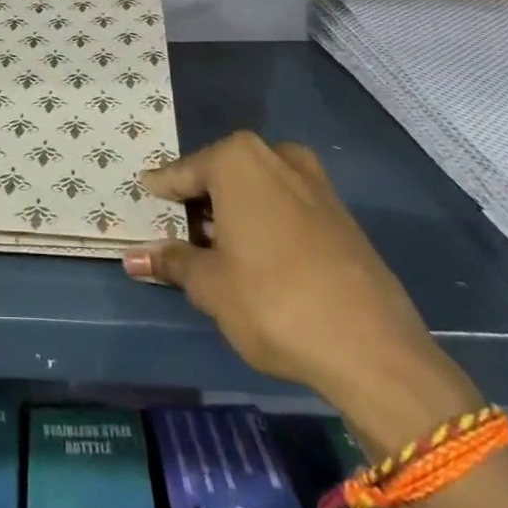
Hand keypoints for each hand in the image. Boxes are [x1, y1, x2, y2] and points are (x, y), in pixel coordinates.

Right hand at [122, 132, 481, 453]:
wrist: (373, 349)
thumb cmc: (272, 302)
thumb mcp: (209, 285)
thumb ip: (172, 262)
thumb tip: (133, 257)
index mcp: (237, 160)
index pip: (182, 173)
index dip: (161, 193)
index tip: (143, 202)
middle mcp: (275, 157)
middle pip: (221, 174)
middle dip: (200, 201)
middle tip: (181, 233)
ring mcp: (315, 183)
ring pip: (257, 187)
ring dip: (235, 210)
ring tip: (219, 249)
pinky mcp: (341, 214)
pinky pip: (287, 204)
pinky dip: (266, 221)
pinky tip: (261, 258)